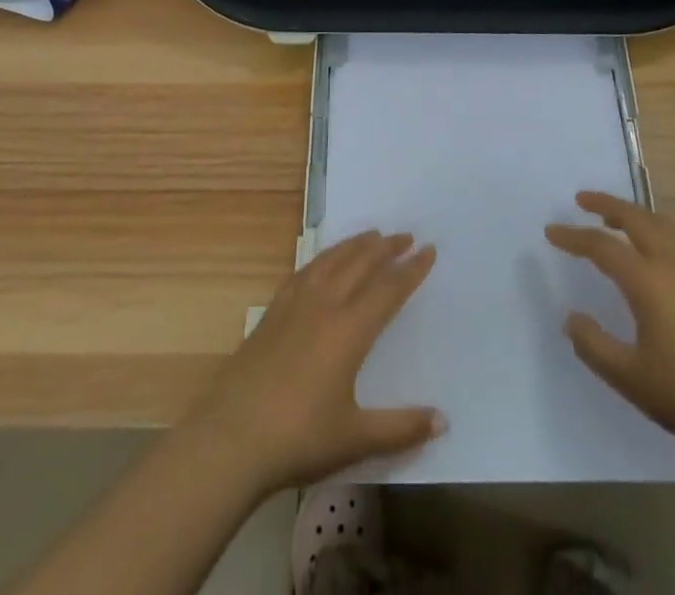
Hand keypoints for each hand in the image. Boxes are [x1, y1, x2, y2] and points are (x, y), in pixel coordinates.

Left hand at [182, 230, 442, 496]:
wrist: (230, 439)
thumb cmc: (298, 439)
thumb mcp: (355, 439)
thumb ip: (401, 428)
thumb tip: (443, 421)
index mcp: (349, 331)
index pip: (388, 290)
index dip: (411, 270)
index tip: (429, 250)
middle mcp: (324, 306)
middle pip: (360, 264)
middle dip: (385, 247)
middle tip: (405, 235)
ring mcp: (294, 306)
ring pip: (331, 261)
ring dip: (354, 245)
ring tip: (371, 235)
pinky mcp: (272, 313)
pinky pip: (304, 272)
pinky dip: (322, 258)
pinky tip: (325, 261)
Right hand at [545, 191, 674, 460]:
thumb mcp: (631, 378)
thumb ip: (594, 345)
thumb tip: (571, 318)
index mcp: (647, 280)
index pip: (601, 247)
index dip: (573, 237)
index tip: (550, 232)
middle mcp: (671, 264)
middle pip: (635, 218)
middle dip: (606, 204)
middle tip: (580, 199)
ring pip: (660, 225)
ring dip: (633, 214)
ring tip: (613, 219)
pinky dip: (653, 229)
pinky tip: (649, 253)